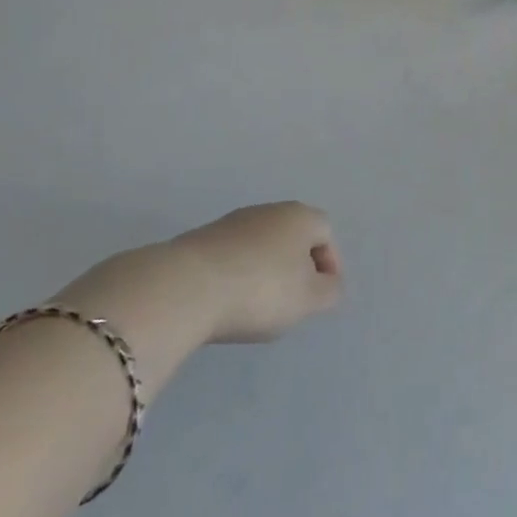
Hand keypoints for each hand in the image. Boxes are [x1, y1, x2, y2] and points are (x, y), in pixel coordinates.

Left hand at [164, 202, 344, 343]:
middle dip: (297, 266)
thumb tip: (330, 283)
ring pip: (261, 245)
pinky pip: (233, 256)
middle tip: (293, 301)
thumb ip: (330, 291)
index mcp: (300, 216)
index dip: (330, 264)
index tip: (321, 296)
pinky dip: (238, 275)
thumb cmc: (260, 290)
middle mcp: (269, 210)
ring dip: (266, 271)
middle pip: (293, 236)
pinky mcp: (201, 239)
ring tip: (258, 306)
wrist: (186, 287)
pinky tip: (229, 301)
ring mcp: (232, 222)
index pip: (326, 233)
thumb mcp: (308, 300)